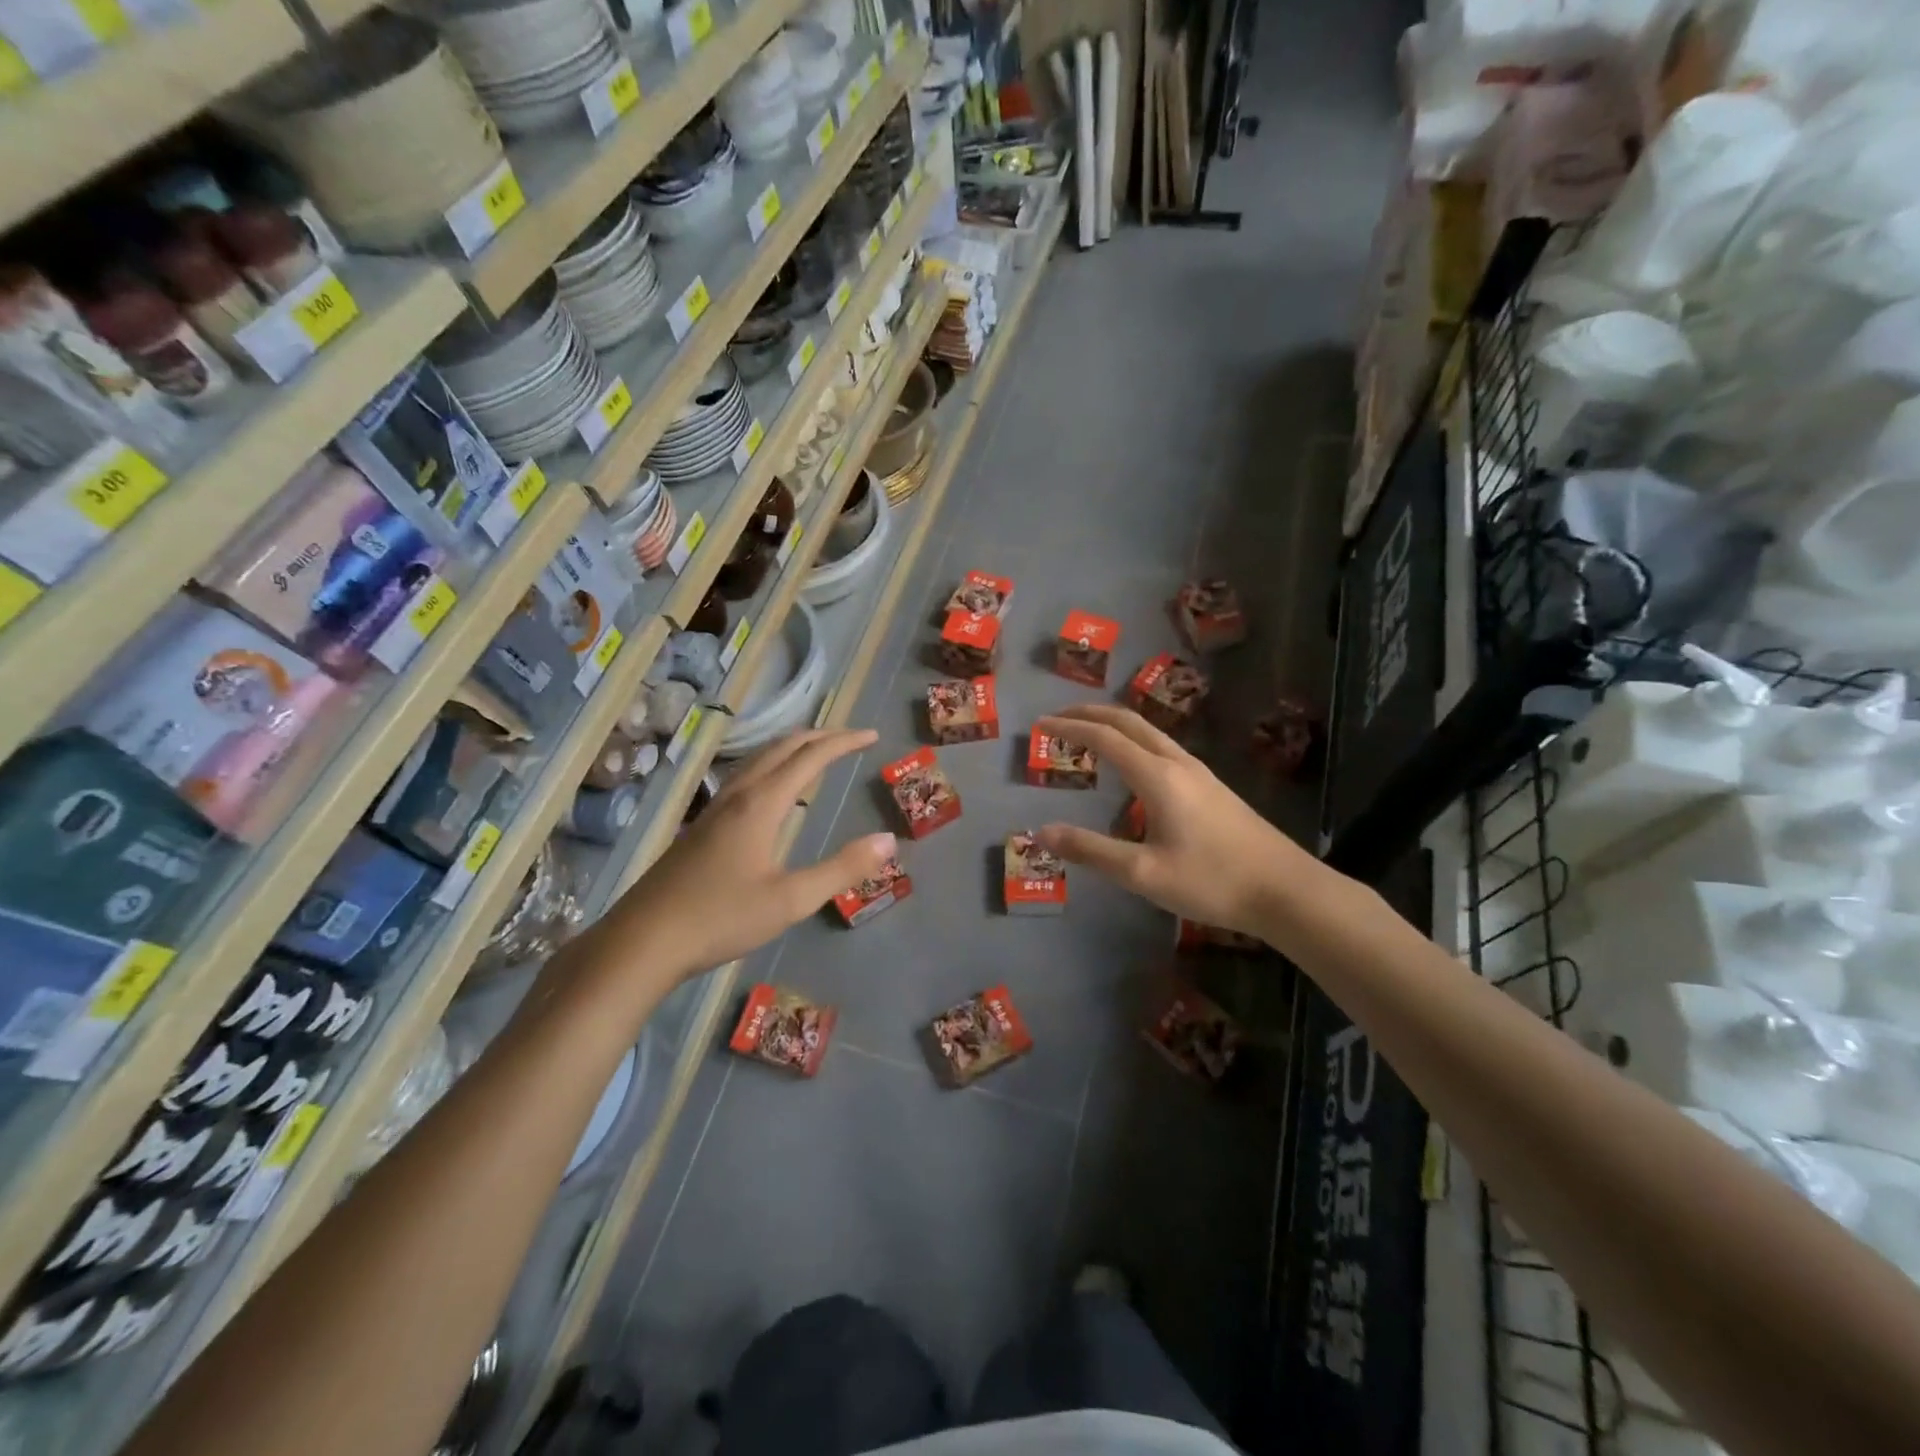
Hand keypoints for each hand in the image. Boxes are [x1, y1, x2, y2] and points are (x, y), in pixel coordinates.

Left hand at [602, 728, 895, 978]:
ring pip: (758, 760)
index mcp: (761, 804)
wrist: (642, 941)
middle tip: (851, 738)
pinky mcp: (701, 827)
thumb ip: (842, 869)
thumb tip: (888, 840)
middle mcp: (737, 796)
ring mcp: (714, 810)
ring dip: (792, 748)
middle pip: (782, 748)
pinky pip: (745, 777)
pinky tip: (772, 793)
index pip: (810, 757)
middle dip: (820, 736)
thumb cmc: (721, 918)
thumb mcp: (791, 900)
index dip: (844, 742)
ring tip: (816, 753)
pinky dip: (772, 767)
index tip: (872, 736)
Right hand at [1033, 705, 1319, 940]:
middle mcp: (1178, 764)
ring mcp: (1200, 773)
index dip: (1070, 727)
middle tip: (1060, 716)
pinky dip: (1135, 741)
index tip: (1041, 724)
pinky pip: (1164, 748)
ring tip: (1090, 733)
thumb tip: (1042, 832)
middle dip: (1092, 713)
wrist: (1286, 890)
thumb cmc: (1211, 881)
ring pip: (1150, 733)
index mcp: (1158, 777)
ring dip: (1116, 725)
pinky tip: (1134, 765)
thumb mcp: (1143, 873)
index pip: (1105, 738)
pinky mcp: (1212, 787)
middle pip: (1130, 722)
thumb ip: (1091, 851)